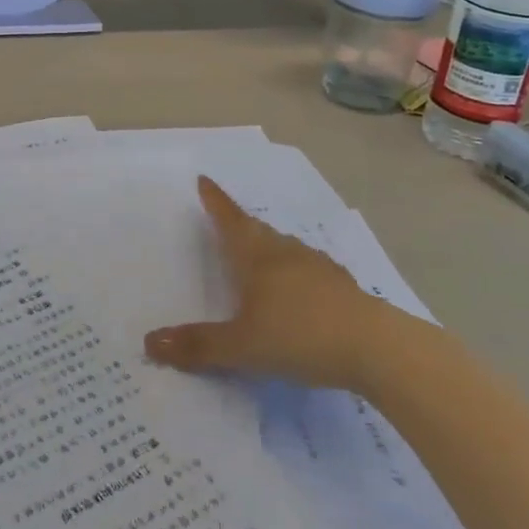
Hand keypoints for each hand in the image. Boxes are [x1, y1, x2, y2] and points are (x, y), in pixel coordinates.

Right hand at [143, 177, 400, 392]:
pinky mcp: (343, 288)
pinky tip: (300, 291)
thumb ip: (199, 346)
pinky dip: (296, 273)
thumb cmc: (301, 336)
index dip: (215, 201)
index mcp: (257, 258)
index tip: (204, 180)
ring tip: (259, 256)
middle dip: (239, 224)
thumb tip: (149, 342)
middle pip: (257, 231)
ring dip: (269, 247)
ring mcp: (319, 268)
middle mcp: (286, 253)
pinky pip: (309, 270)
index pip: (230, 221)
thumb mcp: (243, 347)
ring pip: (286, 249)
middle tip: (225, 221)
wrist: (378, 348)